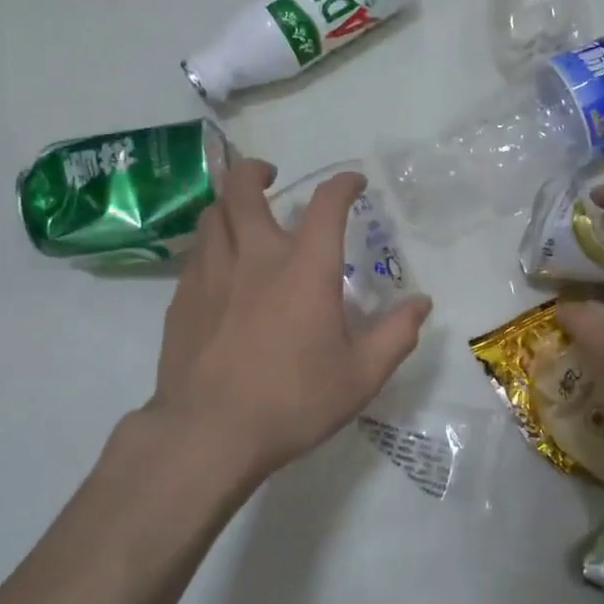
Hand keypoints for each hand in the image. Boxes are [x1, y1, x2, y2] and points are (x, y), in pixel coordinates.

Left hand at [142, 159, 431, 491]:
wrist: (208, 432)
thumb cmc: (292, 401)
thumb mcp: (360, 376)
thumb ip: (395, 335)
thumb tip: (421, 304)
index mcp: (304, 268)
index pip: (327, 204)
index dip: (343, 184)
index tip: (353, 183)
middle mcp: (255, 256)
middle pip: (244, 189)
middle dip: (257, 171)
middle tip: (270, 175)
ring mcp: (211, 273)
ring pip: (212, 215)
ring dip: (230, 203)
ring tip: (242, 214)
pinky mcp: (182, 297)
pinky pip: (196, 252)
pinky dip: (212, 242)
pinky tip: (220, 266)